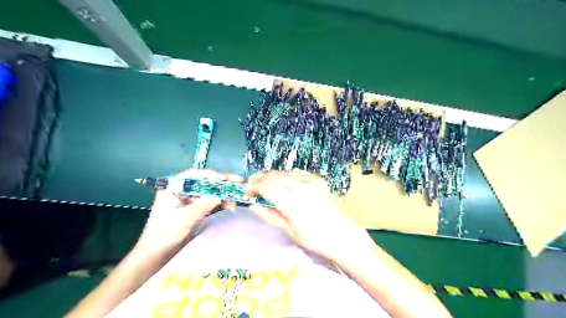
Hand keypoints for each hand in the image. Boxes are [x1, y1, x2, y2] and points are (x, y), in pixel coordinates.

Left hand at [136, 169, 245, 258]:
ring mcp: (189, 200)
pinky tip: (230, 206)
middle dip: (221, 184)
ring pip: (209, 192)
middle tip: (238, 182)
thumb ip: (202, 205)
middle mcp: (182, 191)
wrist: (156, 255)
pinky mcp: (195, 209)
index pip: (193, 176)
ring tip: (236, 198)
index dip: (210, 175)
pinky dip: (220, 203)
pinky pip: (210, 202)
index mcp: (172, 188)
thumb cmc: (164, 234)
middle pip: (204, 183)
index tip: (224, 179)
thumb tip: (219, 196)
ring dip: (223, 195)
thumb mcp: (184, 218)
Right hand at [246, 170, 369, 262]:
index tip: (246, 191)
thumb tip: (253, 206)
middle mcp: (301, 188)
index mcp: (292, 203)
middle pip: (274, 176)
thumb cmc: (315, 239)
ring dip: (272, 175)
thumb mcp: (290, 231)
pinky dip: (287, 174)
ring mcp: (311, 182)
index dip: (253, 186)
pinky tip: (284, 180)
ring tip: (264, 182)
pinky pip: (298, 172)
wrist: (342, 235)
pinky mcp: (318, 180)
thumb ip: (270, 216)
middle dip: (260, 178)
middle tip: (251, 184)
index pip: (267, 187)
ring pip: (285, 172)